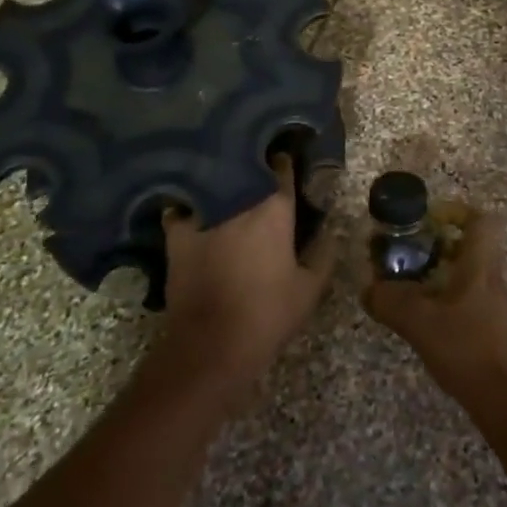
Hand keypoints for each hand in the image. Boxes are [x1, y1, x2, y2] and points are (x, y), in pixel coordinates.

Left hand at [158, 154, 334, 396]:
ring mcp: (204, 214)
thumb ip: (323, 254)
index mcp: (274, 208)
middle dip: (253, 168)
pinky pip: (181, 208)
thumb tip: (330, 230)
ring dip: (222, 183)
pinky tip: (192, 210)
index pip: (282, 168)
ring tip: (226, 186)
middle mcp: (238, 200)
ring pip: (214, 184)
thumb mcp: (309, 289)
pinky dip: (187, 206)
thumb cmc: (268, 314)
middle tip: (260, 175)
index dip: (285, 163)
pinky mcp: (176, 233)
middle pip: (246, 170)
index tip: (287, 161)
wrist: (212, 345)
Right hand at [363, 203, 506, 400]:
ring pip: (470, 275)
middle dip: (439, 247)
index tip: (428, 221)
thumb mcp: (419, 323)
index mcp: (480, 267)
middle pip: (472, 247)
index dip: (456, 212)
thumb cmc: (465, 349)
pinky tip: (426, 322)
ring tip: (411, 290)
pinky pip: (470, 301)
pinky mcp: (495, 331)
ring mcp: (497, 307)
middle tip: (410, 257)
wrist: (504, 401)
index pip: (481, 221)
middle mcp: (493, 280)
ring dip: (441, 275)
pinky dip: (448, 301)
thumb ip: (389, 301)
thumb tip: (368, 289)